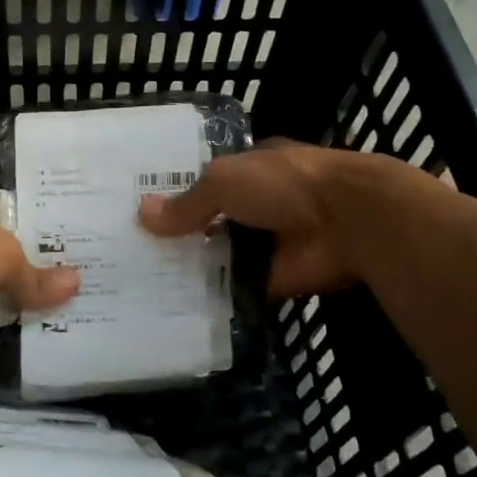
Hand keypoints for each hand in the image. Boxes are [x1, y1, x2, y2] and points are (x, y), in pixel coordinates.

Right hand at [140, 142, 442, 299]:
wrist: (347, 223)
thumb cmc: (284, 184)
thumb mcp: (225, 181)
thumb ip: (187, 202)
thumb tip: (142, 215)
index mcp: (249, 169)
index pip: (205, 180)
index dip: (174, 192)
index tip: (137, 211)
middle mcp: (256, 205)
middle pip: (208, 221)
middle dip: (176, 235)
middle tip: (128, 253)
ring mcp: (264, 244)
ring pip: (218, 257)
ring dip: (189, 269)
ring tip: (139, 283)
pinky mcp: (270, 280)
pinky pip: (232, 290)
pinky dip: (209, 298)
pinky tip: (170, 307)